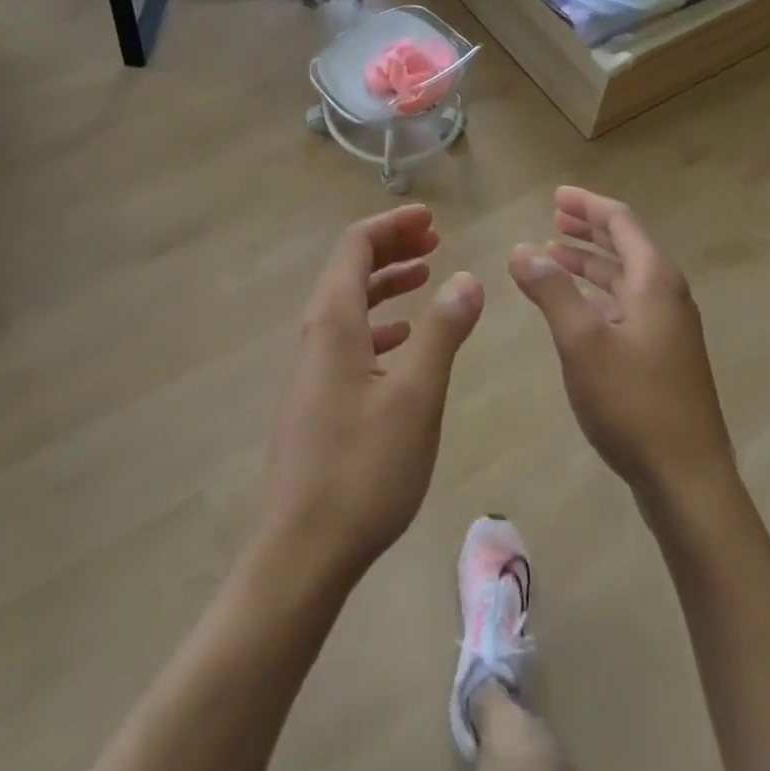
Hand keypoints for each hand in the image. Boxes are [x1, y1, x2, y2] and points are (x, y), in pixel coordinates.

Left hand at [261, 205, 483, 584]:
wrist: (302, 550)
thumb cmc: (364, 468)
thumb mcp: (417, 395)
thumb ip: (442, 331)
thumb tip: (467, 278)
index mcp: (333, 320)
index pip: (355, 245)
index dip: (393, 224)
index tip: (431, 220)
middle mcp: (315, 333)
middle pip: (350, 268)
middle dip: (392, 247)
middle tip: (435, 240)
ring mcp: (311, 367)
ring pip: (349, 302)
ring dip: (386, 282)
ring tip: (426, 276)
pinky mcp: (315, 397)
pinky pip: (347, 336)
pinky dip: (378, 322)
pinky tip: (403, 339)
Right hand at [509, 186, 733, 506]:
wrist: (687, 479)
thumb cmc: (633, 402)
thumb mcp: (582, 341)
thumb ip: (551, 291)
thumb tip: (521, 250)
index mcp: (654, 280)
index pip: (620, 222)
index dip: (587, 204)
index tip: (556, 195)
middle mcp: (666, 295)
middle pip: (624, 246)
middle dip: (587, 229)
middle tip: (552, 217)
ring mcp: (668, 328)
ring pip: (624, 278)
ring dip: (589, 263)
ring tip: (552, 256)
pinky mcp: (663, 356)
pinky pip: (626, 305)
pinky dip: (597, 294)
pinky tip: (575, 306)